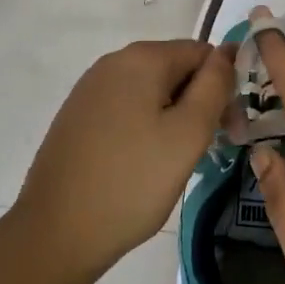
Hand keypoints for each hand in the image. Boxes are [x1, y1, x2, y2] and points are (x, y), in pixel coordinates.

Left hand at [14, 39, 233, 277]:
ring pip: (151, 91)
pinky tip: (143, 164)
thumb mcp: (188, 134)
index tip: (228, 130)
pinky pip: (126, 108)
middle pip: (175, 69)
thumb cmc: (132, 182)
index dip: (223, 87)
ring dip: (173, 117)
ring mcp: (90, 88)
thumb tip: (228, 51)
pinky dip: (145, 127)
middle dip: (198, 102)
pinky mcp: (78, 115)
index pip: (202, 53)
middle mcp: (113, 62)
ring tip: (174, 162)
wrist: (56, 232)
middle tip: (206, 150)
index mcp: (141, 58)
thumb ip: (215, 86)